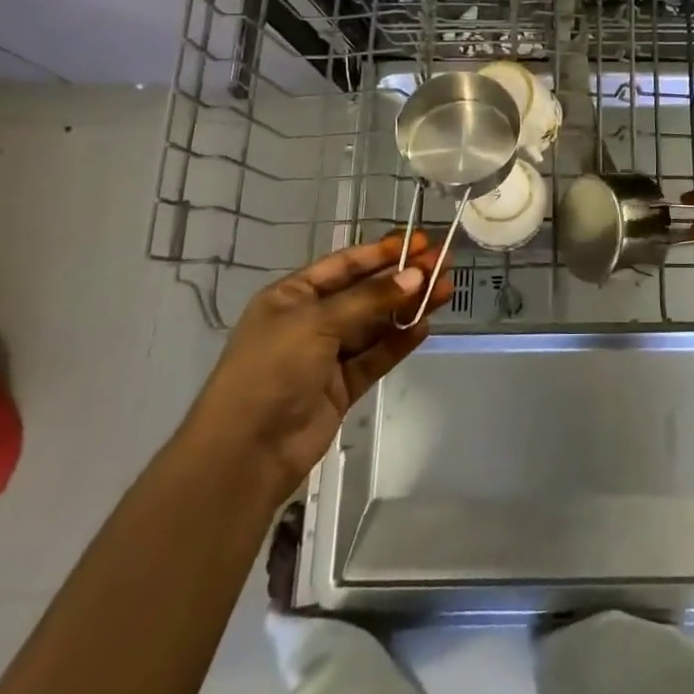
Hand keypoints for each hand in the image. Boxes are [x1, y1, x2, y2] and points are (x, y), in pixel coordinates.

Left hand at [179, 232, 452, 496]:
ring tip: (446, 289)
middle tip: (444, 262)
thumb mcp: (317, 323)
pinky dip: (400, 340)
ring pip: (377, 323)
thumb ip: (370, 299)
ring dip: (409, 306)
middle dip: (404, 277)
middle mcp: (311, 320)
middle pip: (366, 291)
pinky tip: (426, 325)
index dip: (383, 252)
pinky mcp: (343, 386)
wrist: (246, 452)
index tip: (421, 242)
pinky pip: (377, 355)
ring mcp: (328, 355)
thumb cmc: (272, 370)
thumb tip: (415, 277)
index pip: (345, 264)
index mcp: (293, 296)